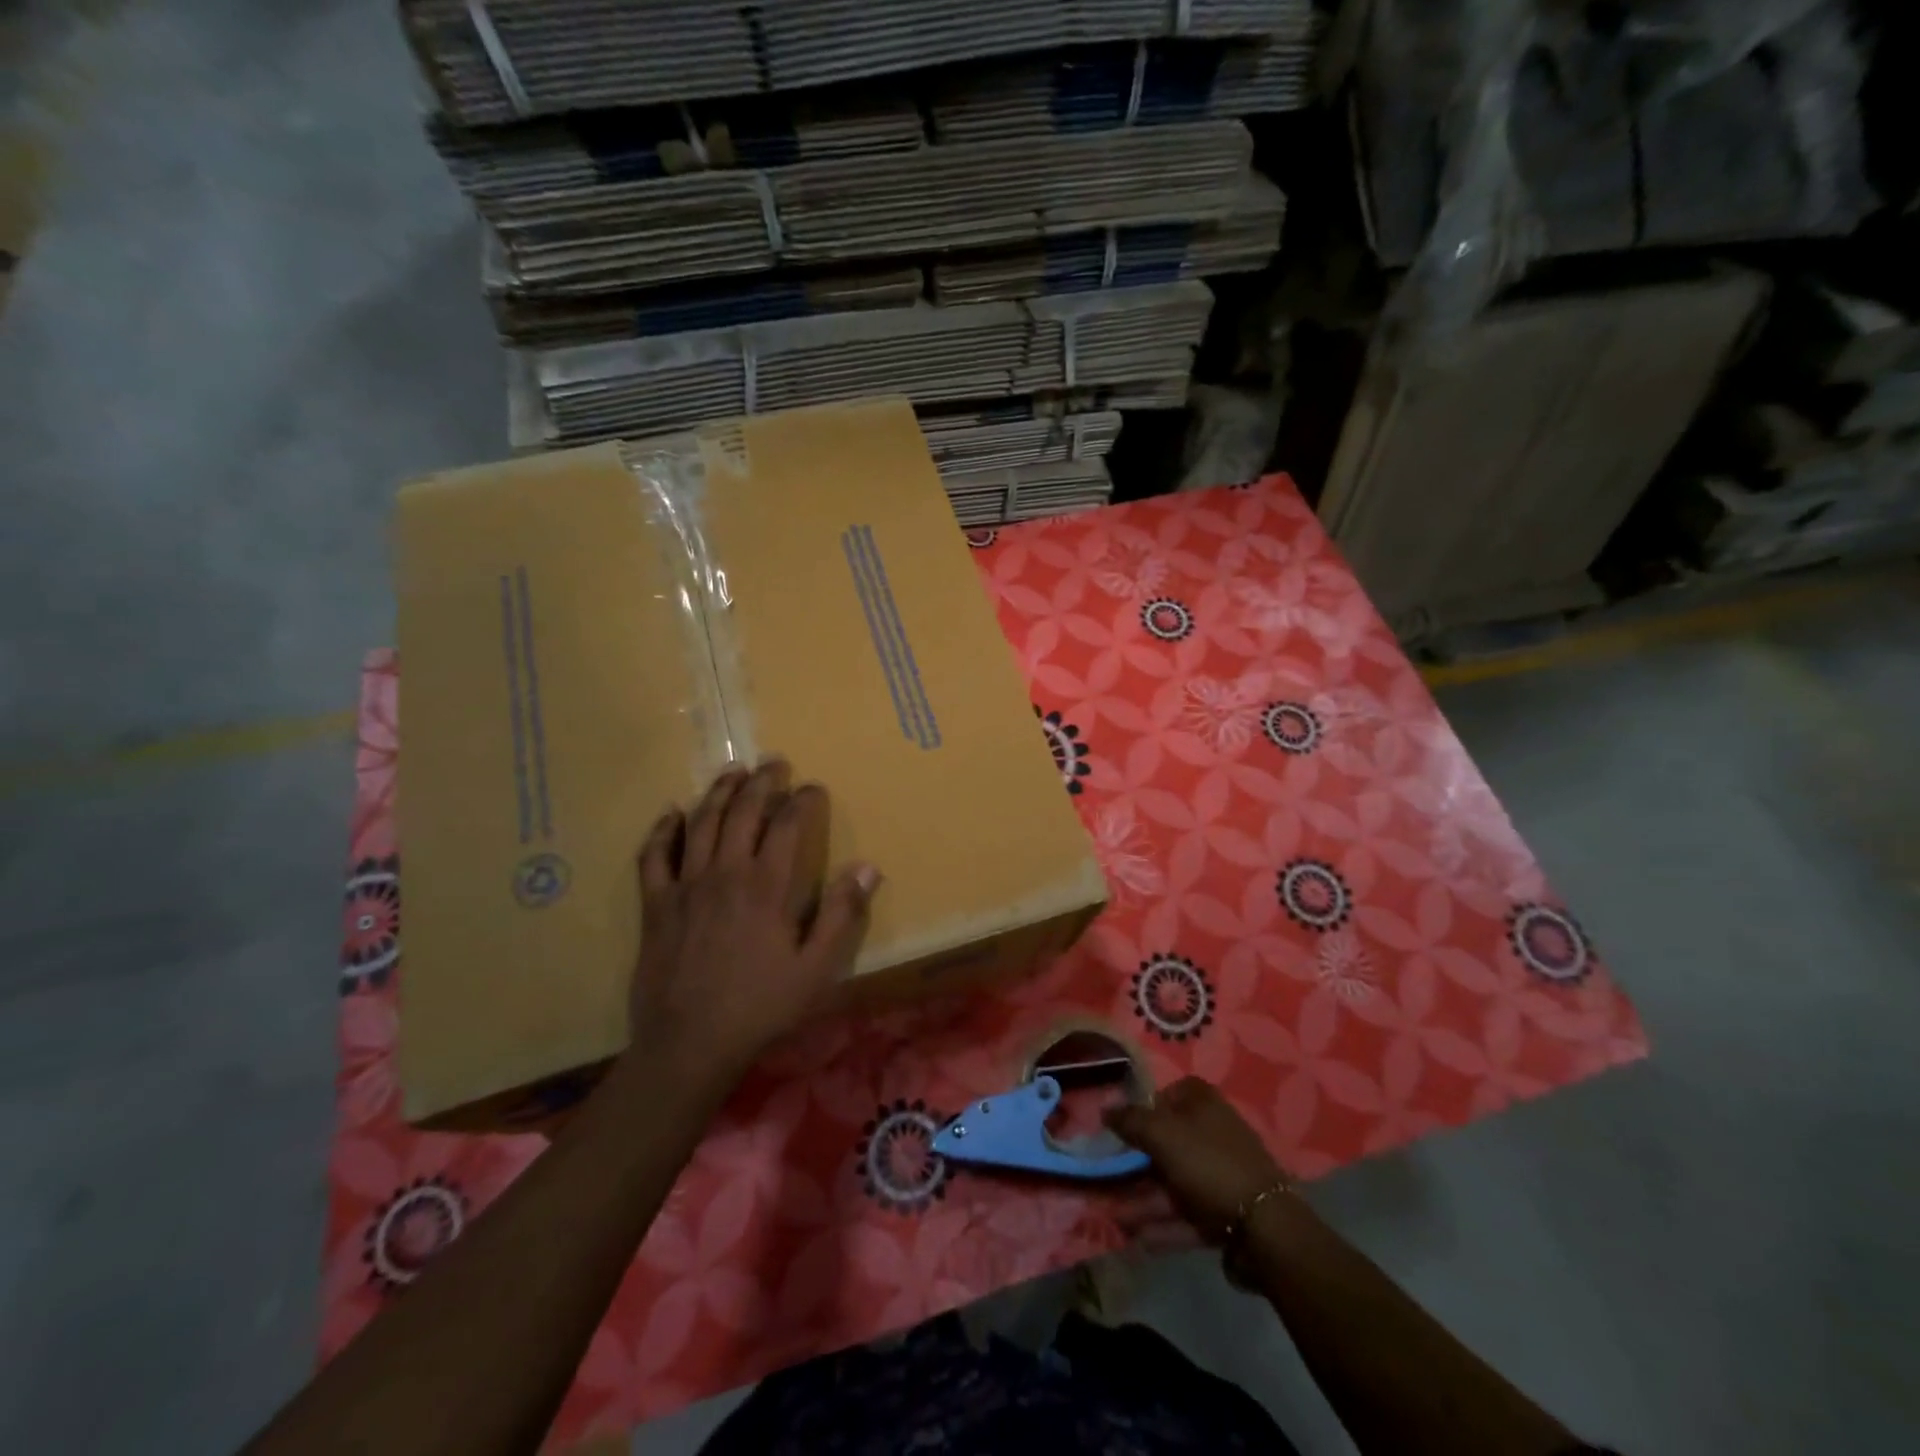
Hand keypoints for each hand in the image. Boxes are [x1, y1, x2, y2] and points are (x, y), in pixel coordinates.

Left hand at [629, 760, 878, 1095]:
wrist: (689, 1044)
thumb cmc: (760, 1007)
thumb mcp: (817, 970)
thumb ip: (841, 915)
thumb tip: (867, 867)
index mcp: (767, 887)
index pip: (788, 825)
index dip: (802, 800)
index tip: (813, 787)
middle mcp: (726, 873)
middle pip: (743, 812)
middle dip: (762, 782)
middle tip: (774, 762)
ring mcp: (686, 886)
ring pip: (702, 823)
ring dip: (719, 792)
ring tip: (733, 771)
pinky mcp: (655, 904)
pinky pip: (654, 856)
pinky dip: (662, 830)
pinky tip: (671, 813)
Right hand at [1106, 1076, 1288, 1241]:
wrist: (1266, 1228)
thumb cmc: (1208, 1164)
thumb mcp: (1162, 1135)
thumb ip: (1131, 1120)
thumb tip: (1105, 1108)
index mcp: (1204, 1104)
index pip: (1171, 1092)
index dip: (1147, 1106)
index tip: (1124, 1125)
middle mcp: (1214, 1133)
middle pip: (1169, 1141)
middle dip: (1138, 1162)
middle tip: (1110, 1177)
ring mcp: (1222, 1174)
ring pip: (1175, 1181)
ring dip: (1146, 1199)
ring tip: (1117, 1218)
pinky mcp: (1226, 1211)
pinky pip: (1189, 1212)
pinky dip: (1166, 1224)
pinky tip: (1140, 1239)